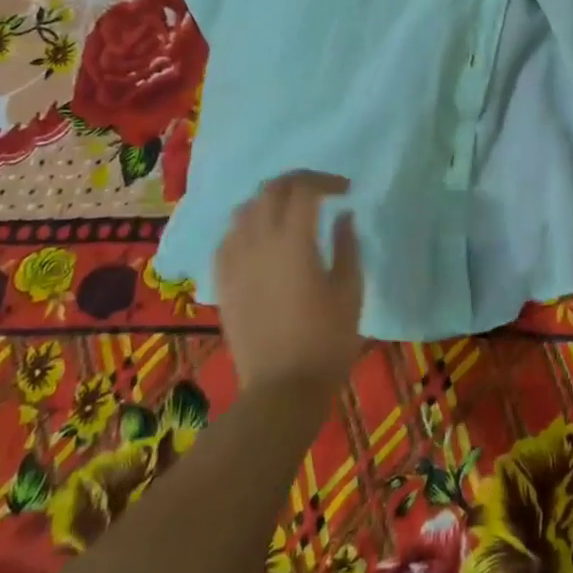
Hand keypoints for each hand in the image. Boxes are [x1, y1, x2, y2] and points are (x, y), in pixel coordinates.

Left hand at [214, 170, 365, 396]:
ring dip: (270, 200)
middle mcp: (259, 241)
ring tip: (289, 211)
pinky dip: (247, 225)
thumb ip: (347, 245)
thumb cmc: (326, 341)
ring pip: (245, 209)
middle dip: (298, 181)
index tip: (345, 190)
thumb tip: (343, 215)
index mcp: (294, 241)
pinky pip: (228, 237)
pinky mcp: (222, 281)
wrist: (282, 390)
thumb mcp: (350, 291)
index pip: (304, 189)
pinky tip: (260, 237)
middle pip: (272, 190)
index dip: (326, 181)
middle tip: (320, 191)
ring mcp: (235, 260)